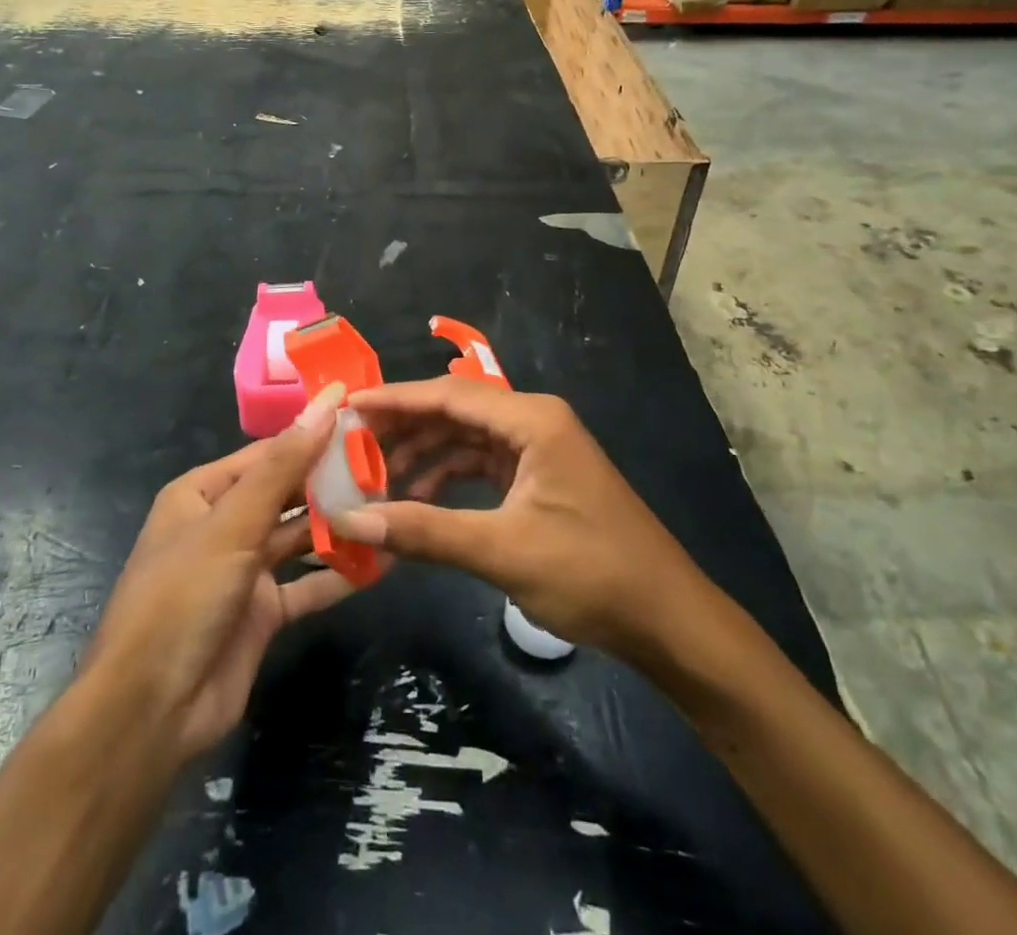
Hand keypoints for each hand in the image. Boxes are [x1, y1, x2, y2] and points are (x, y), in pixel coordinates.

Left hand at [81, 383, 356, 762]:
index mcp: (202, 494)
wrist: (150, 712)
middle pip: (286, 493)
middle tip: (389, 464)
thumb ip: (283, 466)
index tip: (362, 420)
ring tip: (393, 505)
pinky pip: (308, 584)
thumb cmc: (183, 597)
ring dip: (340, 525)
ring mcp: (244, 571)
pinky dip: (340, 574)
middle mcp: (223, 525)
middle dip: (331, 481)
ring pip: (300, 537)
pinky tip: (383, 562)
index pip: (267, 453)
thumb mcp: (233, 524)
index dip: (311, 435)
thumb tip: (325, 405)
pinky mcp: (262, 613)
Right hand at [332, 378, 705, 665]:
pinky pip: (483, 462)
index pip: (448, 395)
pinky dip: (449, 475)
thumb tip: (350, 521)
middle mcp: (535, 421)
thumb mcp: (502, 551)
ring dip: (424, 454)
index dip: (395, 399)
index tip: (347, 404)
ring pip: (467, 438)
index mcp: (532, 420)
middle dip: (404, 427)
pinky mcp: (541, 476)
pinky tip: (419, 497)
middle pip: (455, 411)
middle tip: (351, 444)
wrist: (668, 621)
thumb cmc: (591, 574)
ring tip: (376, 478)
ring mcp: (540, 448)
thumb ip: (424, 531)